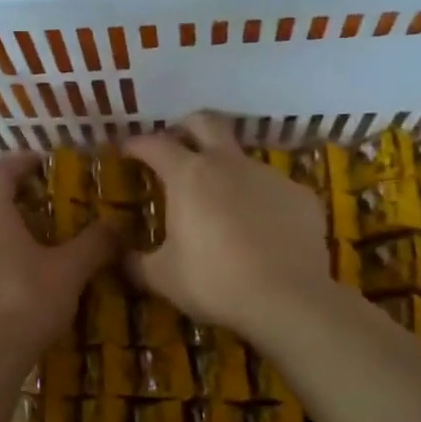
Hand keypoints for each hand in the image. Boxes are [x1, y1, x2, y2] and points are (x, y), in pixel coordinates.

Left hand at [0, 154, 116, 362]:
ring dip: (4, 241)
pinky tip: (17, 290)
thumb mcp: (70, 270)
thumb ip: (95, 243)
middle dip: (17, 207)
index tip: (41, 162)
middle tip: (48, 215)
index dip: (21, 163)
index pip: (0, 174)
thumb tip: (121, 222)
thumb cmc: (26, 300)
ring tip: (35, 254)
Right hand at [123, 112, 329, 333]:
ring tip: (219, 201)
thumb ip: (135, 262)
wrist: (288, 300)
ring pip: (242, 157)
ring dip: (225, 169)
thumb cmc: (214, 282)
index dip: (136, 144)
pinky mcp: (300, 195)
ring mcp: (269, 176)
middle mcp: (229, 163)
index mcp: (189, 175)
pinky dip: (258, 199)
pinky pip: (272, 188)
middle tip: (175, 145)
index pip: (154, 144)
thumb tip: (120, 256)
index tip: (125, 150)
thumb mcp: (162, 277)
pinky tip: (258, 227)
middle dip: (185, 127)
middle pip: (205, 122)